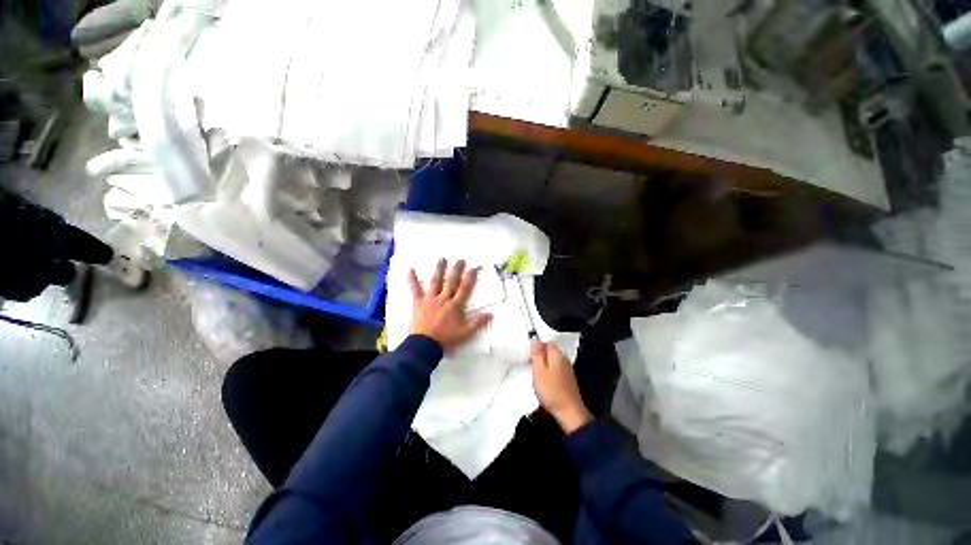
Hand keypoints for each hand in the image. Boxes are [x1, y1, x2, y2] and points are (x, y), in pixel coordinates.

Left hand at [408, 259, 491, 351]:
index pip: (464, 289)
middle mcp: (443, 298)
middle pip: (451, 282)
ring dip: (439, 269)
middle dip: (456, 270)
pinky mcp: (418, 302)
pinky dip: (412, 279)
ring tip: (442, 259)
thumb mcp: (465, 333)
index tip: (474, 268)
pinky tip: (410, 269)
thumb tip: (491, 314)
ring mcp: (430, 299)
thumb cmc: (446, 338)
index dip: (470, 278)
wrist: (425, 345)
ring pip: (436, 281)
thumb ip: (477, 323)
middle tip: (460, 259)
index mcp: (455, 305)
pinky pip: (415, 289)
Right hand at [531, 342, 592, 433]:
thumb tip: (535, 339)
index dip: (536, 346)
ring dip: (543, 366)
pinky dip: (548, 373)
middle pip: (549, 352)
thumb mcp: (539, 370)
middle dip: (539, 356)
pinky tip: (544, 382)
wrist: (569, 413)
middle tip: (530, 365)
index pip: (546, 342)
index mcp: (557, 355)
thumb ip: (537, 354)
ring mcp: (567, 370)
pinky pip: (555, 371)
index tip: (528, 355)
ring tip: (535, 374)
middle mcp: (564, 359)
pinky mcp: (567, 380)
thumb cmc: (551, 391)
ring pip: (552, 362)